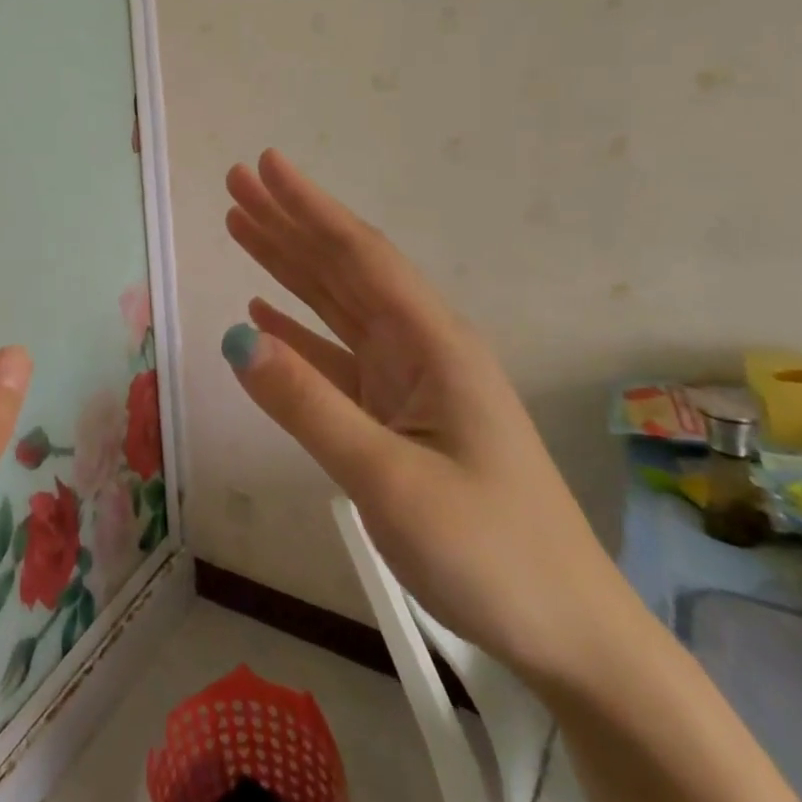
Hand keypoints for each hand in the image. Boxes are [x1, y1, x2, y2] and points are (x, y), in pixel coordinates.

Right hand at [219, 150, 623, 683]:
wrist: (570, 637)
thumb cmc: (490, 552)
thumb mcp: (391, 480)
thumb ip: (309, 405)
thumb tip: (232, 337)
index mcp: (432, 343)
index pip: (359, 255)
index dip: (308, 206)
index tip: (264, 164)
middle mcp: (420, 347)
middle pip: (342, 267)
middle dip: (288, 221)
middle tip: (236, 182)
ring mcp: (408, 381)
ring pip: (335, 304)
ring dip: (286, 264)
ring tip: (239, 225)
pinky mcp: (397, 415)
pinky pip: (335, 355)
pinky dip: (296, 329)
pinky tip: (261, 315)